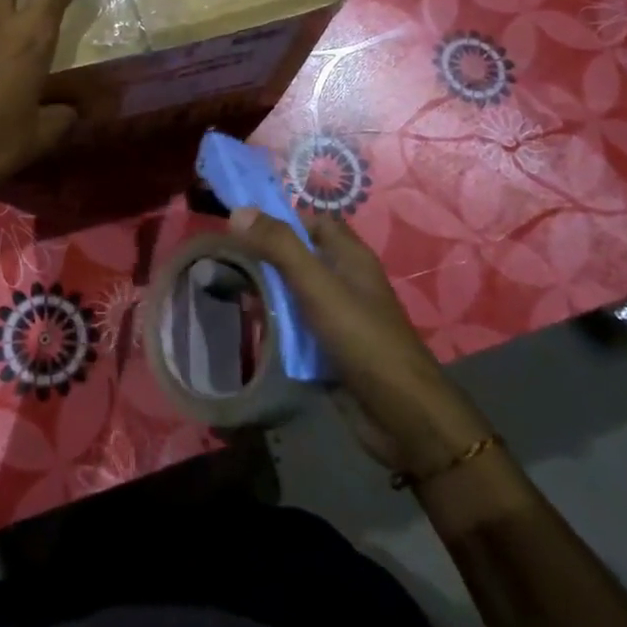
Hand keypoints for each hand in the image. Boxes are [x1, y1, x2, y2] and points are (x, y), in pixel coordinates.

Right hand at [225, 207, 491, 476]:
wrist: (401, 415)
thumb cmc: (362, 339)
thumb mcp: (317, 286)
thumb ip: (280, 247)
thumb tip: (239, 211)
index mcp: (350, 257)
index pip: (314, 222)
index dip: (281, 220)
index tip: (241, 227)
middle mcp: (345, 281)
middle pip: (300, 257)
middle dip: (266, 257)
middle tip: (225, 259)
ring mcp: (338, 317)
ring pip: (295, 293)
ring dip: (266, 291)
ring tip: (225, 288)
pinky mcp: (330, 348)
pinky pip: (296, 326)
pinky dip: (275, 324)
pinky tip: (248, 325)